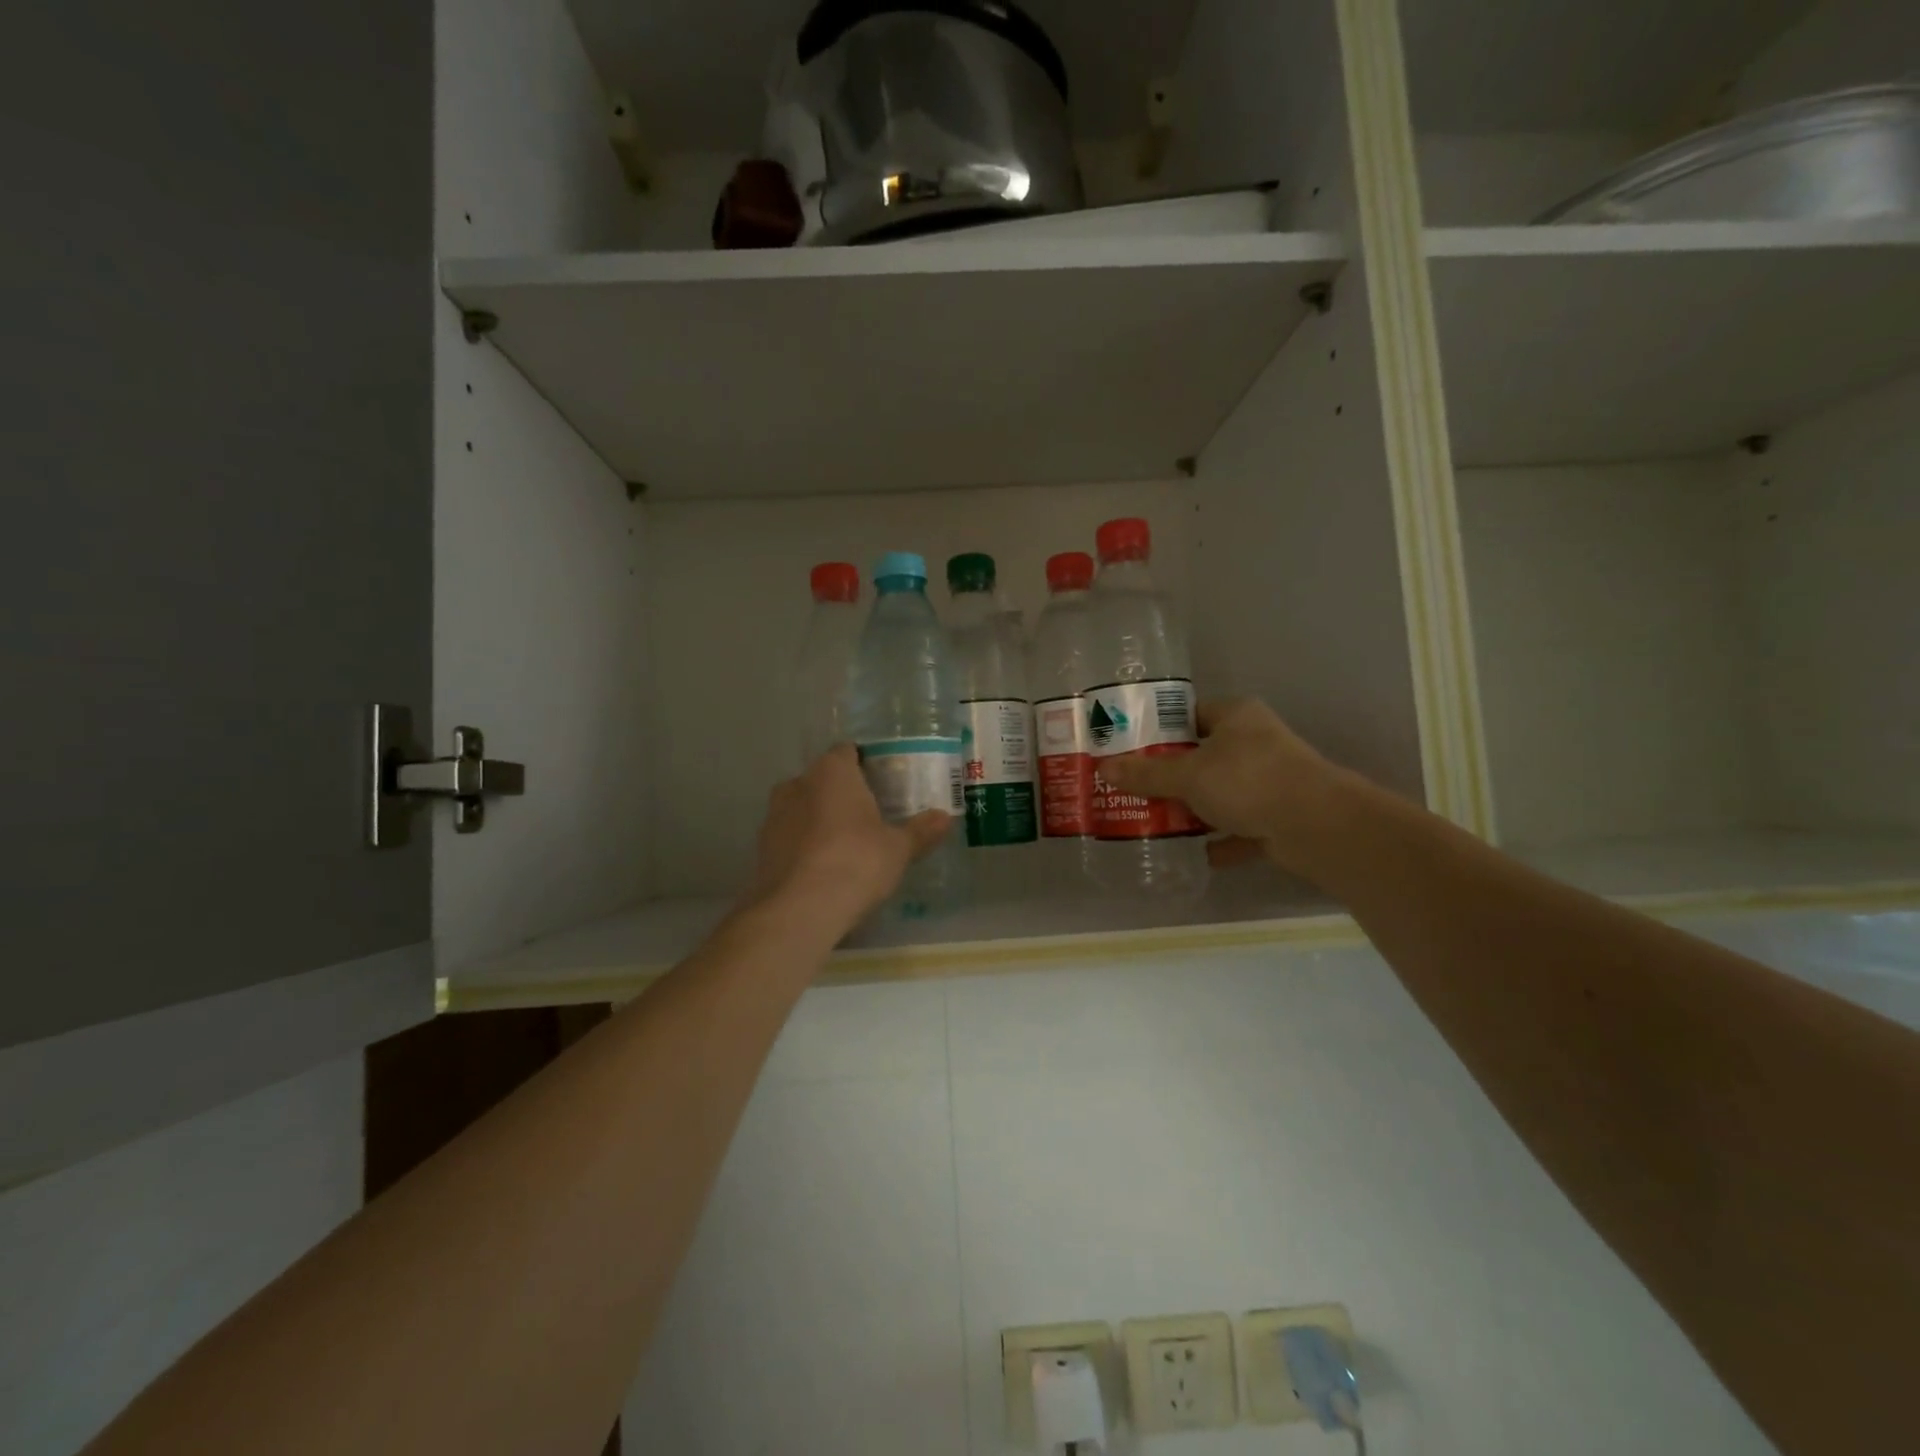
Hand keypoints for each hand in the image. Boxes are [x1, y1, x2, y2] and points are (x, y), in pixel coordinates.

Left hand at [750, 744, 953, 925]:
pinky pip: (790, 837)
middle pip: (823, 779)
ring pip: (803, 808)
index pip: (847, 752)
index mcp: (832, 771)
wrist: (798, 909)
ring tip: (846, 846)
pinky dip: (805, 846)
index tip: (882, 783)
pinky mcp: (761, 848)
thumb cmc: (856, 862)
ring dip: (820, 820)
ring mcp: (774, 816)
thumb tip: (945, 818)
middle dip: (843, 794)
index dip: (865, 764)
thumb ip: (920, 831)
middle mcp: (798, 783)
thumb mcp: (898, 849)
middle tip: (869, 816)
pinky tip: (823, 869)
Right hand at [1097, 698, 1351, 876]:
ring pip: (1220, 793)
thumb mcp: (1188, 774)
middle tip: (1132, 789)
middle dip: (1169, 775)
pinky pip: (1239, 827)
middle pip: (1202, 756)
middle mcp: (1255, 743)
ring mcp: (1269, 781)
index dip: (1158, 730)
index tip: (1128, 749)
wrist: (1318, 826)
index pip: (1189, 714)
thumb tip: (1104, 768)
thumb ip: (1146, 773)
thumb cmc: (1249, 781)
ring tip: (1153, 821)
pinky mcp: (1278, 817)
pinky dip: (1219, 840)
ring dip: (1192, 809)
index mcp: (1236, 716)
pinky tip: (1192, 854)